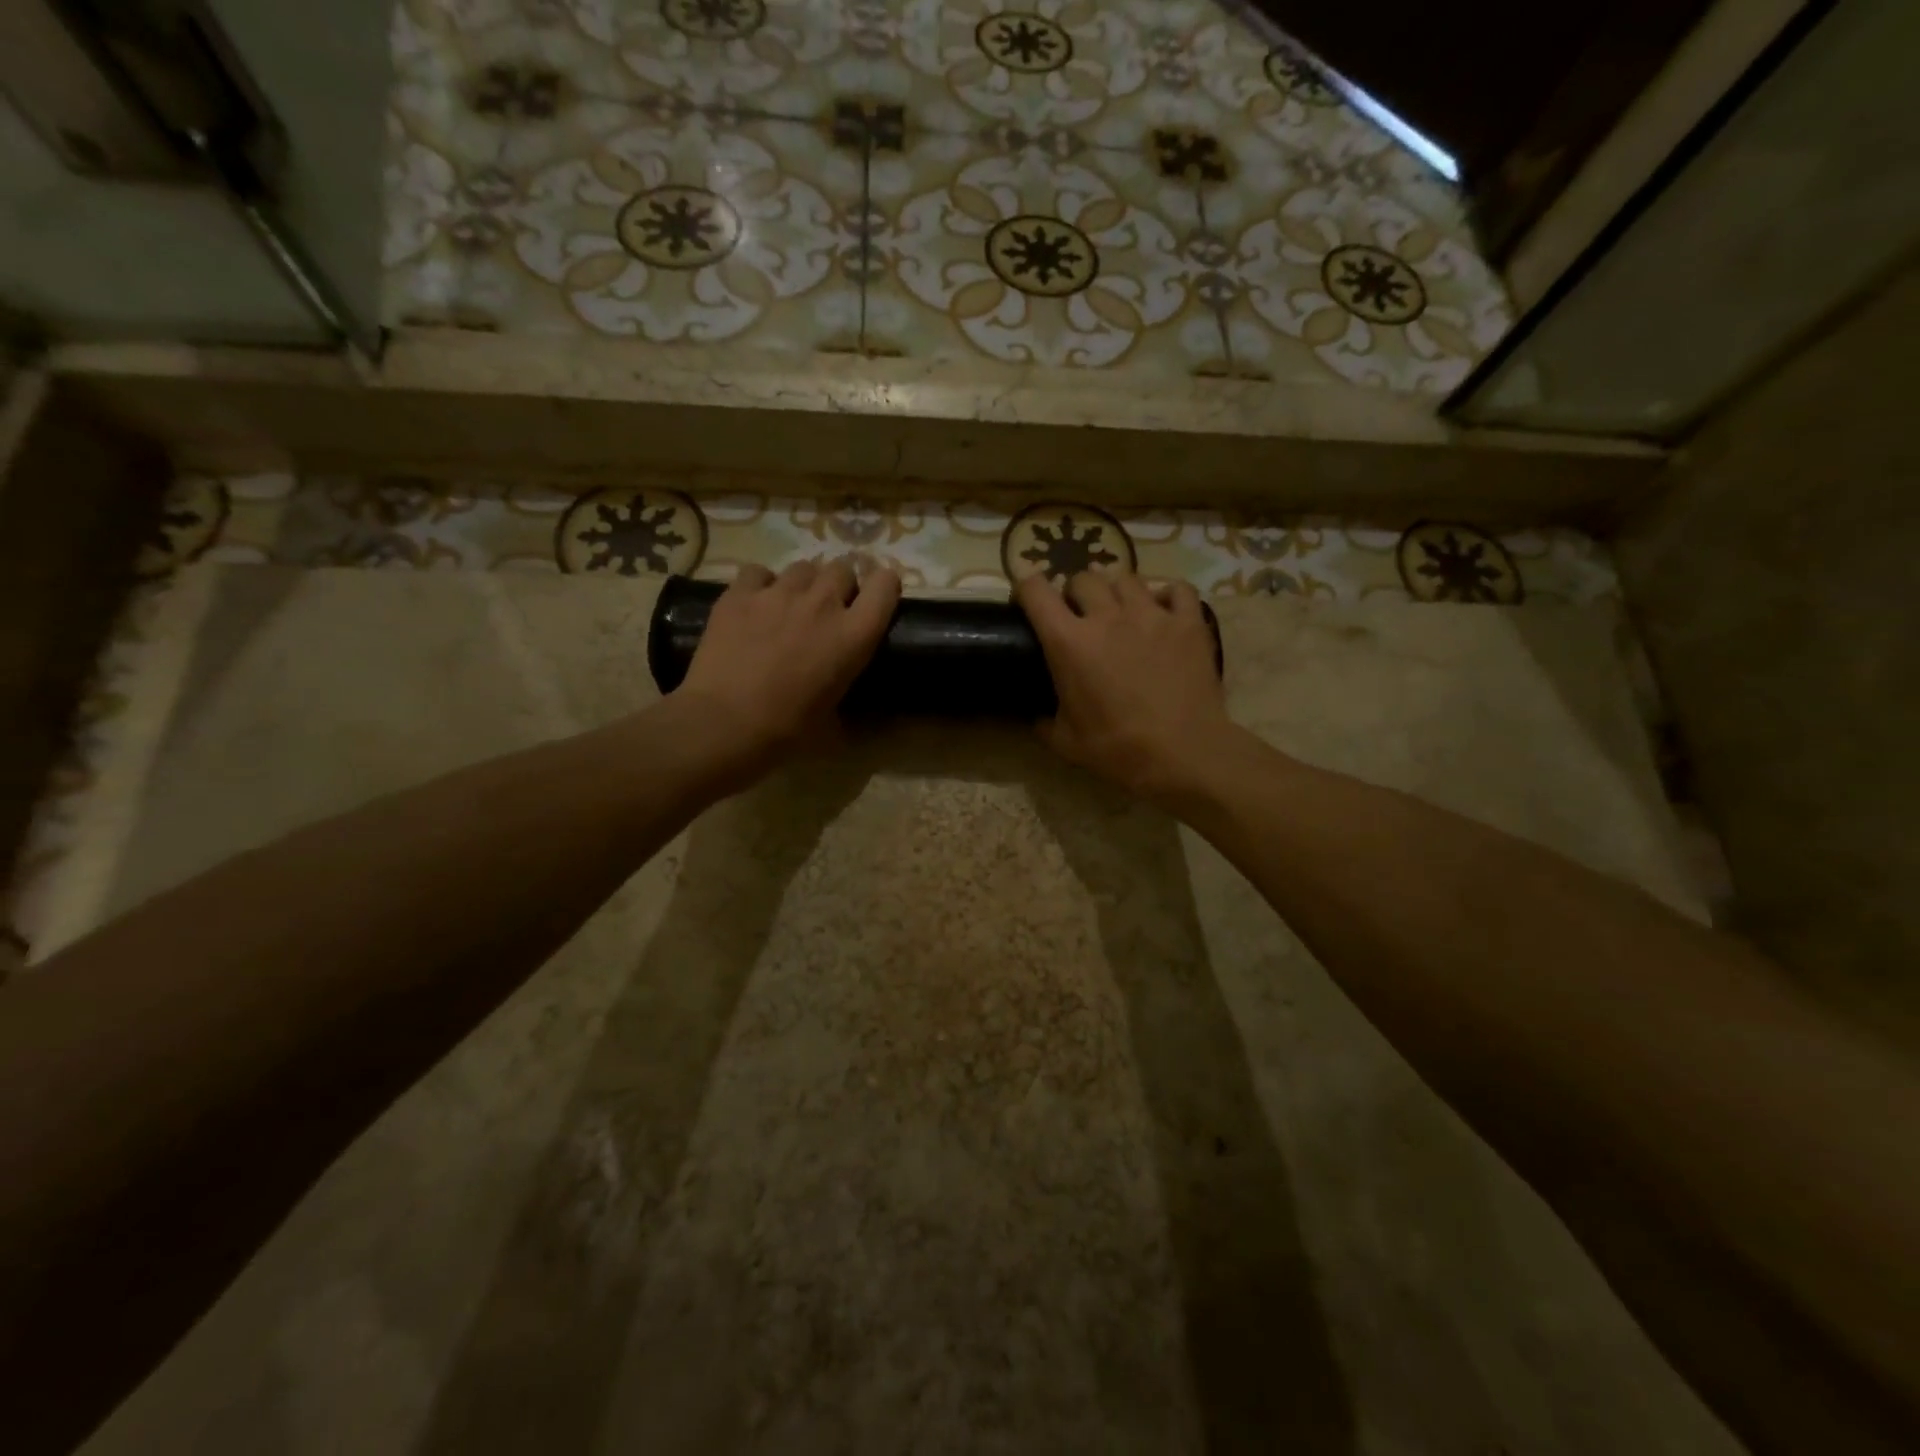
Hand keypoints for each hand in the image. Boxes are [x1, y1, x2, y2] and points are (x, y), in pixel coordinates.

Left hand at [675, 558, 900, 782]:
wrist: (725, 723)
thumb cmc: (787, 730)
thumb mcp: (833, 717)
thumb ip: (842, 691)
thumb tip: (839, 699)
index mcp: (854, 636)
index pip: (885, 586)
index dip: (883, 587)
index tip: (875, 599)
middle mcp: (823, 604)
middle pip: (843, 569)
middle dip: (841, 585)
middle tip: (828, 610)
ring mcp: (779, 593)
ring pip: (803, 567)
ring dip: (804, 583)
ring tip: (790, 605)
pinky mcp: (739, 593)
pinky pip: (758, 572)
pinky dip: (761, 584)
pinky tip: (754, 604)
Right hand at [1017, 570, 1234, 801]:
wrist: (1183, 754)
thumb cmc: (1118, 749)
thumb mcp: (1066, 742)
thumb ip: (1045, 722)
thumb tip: (1038, 716)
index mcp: (1069, 642)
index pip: (1035, 591)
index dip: (1025, 589)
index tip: (1027, 602)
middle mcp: (1107, 617)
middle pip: (1082, 578)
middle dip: (1075, 593)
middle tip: (1079, 616)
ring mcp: (1152, 614)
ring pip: (1126, 578)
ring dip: (1116, 592)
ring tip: (1121, 612)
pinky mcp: (1188, 622)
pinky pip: (1176, 589)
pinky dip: (1166, 596)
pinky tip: (1164, 611)